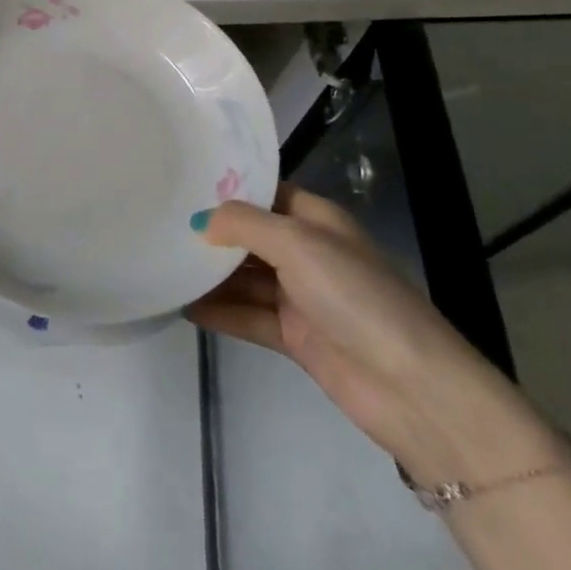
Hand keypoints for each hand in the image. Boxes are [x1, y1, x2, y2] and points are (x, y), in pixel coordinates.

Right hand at [188, 185, 563, 487]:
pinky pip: (248, 316)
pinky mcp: (296, 337)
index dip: (227, 186)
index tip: (181, 180)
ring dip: (209, 274)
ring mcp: (302, 297)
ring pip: (245, 277)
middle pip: (250, 235)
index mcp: (317, 220)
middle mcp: (308, 253)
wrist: (412, 389)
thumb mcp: (297, 244)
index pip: (265, 192)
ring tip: (161, 262)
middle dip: (211, 231)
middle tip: (159, 221)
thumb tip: (201, 220)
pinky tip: (182, 305)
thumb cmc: (356, 297)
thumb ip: (245, 225)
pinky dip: (219, 311)